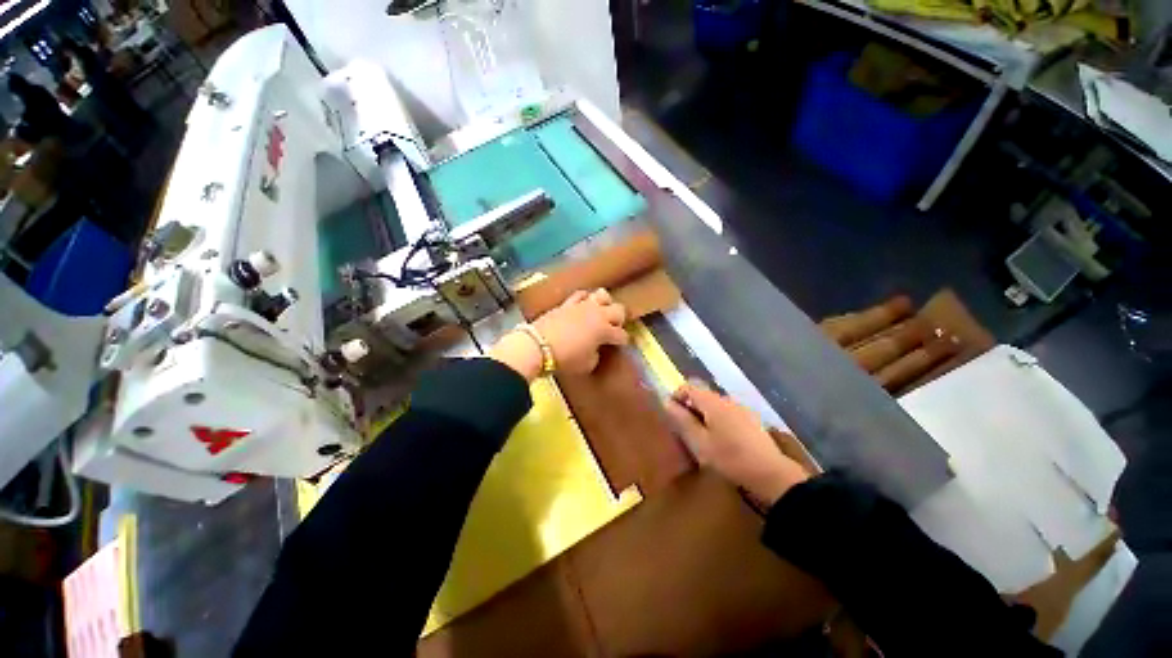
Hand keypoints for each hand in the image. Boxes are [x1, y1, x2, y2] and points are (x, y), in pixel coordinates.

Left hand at [490, 289, 628, 380]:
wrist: (537, 346)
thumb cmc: (565, 359)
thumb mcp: (587, 364)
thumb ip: (596, 354)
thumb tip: (596, 348)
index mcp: (605, 330)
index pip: (621, 334)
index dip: (624, 341)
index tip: (623, 345)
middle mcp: (597, 314)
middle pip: (619, 310)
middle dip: (620, 320)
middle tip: (614, 328)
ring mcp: (582, 306)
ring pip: (602, 295)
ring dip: (605, 304)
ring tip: (601, 312)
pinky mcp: (567, 303)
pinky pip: (580, 294)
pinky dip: (585, 298)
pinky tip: (583, 305)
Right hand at [663, 382, 810, 505]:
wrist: (771, 474)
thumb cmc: (730, 458)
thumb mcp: (699, 442)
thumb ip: (682, 420)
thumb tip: (667, 402)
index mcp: (713, 402)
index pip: (688, 387)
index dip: (676, 397)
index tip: (672, 416)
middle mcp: (727, 399)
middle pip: (702, 395)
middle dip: (690, 408)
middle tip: (685, 430)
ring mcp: (741, 409)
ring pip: (714, 405)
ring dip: (703, 415)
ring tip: (701, 437)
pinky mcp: (751, 420)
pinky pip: (726, 413)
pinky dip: (717, 421)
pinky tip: (720, 441)